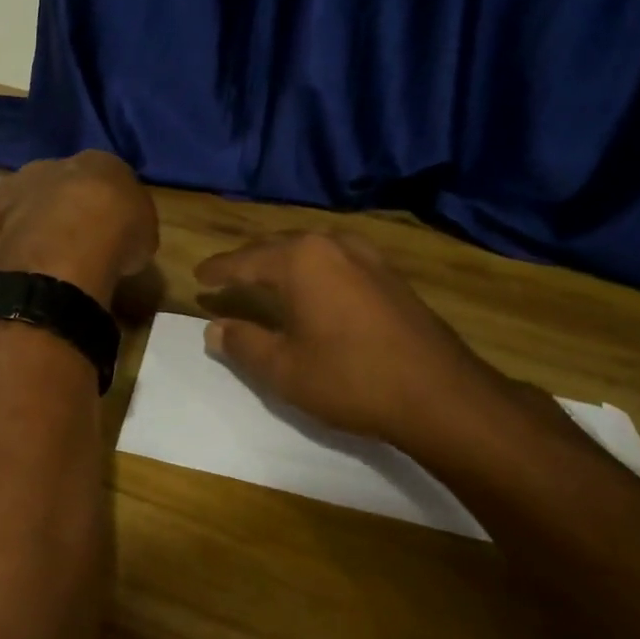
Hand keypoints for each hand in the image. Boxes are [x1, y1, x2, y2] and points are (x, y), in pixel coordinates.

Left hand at [0, 152, 158, 306]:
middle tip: (75, 238)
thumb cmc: (119, 234)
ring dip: (34, 219)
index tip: (107, 225)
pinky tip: (18, 259)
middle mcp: (57, 163)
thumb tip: (121, 235)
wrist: (70, 245)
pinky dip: (6, 237)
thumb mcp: (144, 233)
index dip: (104, 202)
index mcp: (101, 162)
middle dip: (65, 204)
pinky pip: (0, 223)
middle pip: (61, 181)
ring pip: (27, 198)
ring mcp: (20, 184)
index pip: (103, 175)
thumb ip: (129, 225)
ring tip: (44, 253)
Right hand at [195, 231, 516, 457]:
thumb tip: (213, 329)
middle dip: (249, 261)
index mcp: (300, 259)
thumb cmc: (351, 379)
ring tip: (264, 277)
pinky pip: (336, 260)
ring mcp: (366, 255)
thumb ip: (243, 343)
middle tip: (226, 276)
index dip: (219, 270)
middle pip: (277, 246)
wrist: (441, 394)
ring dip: (282, 262)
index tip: (198, 275)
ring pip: (310, 250)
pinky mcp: (390, 273)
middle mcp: (331, 244)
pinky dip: (313, 269)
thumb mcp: (284, 369)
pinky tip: (313, 286)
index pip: (245, 260)